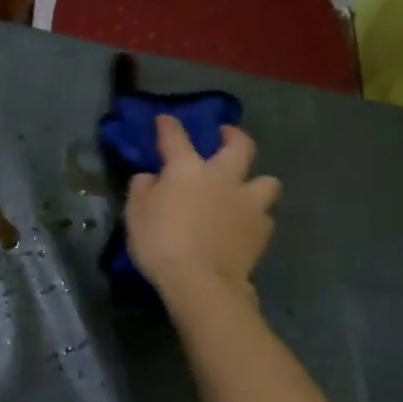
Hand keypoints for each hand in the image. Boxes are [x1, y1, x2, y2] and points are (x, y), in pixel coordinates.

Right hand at [126, 115, 280, 302]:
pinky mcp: (262, 230)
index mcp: (188, 169)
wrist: (201, 281)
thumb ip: (142, 190)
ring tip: (246, 191)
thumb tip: (150, 177)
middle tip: (225, 136)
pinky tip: (245, 227)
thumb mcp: (135, 215)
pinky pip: (264, 216)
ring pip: (266, 181)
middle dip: (233, 135)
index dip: (169, 126)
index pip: (176, 137)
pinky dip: (255, 218)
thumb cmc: (161, 244)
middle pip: (239, 145)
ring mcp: (248, 202)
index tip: (164, 119)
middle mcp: (223, 177)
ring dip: (256, 182)